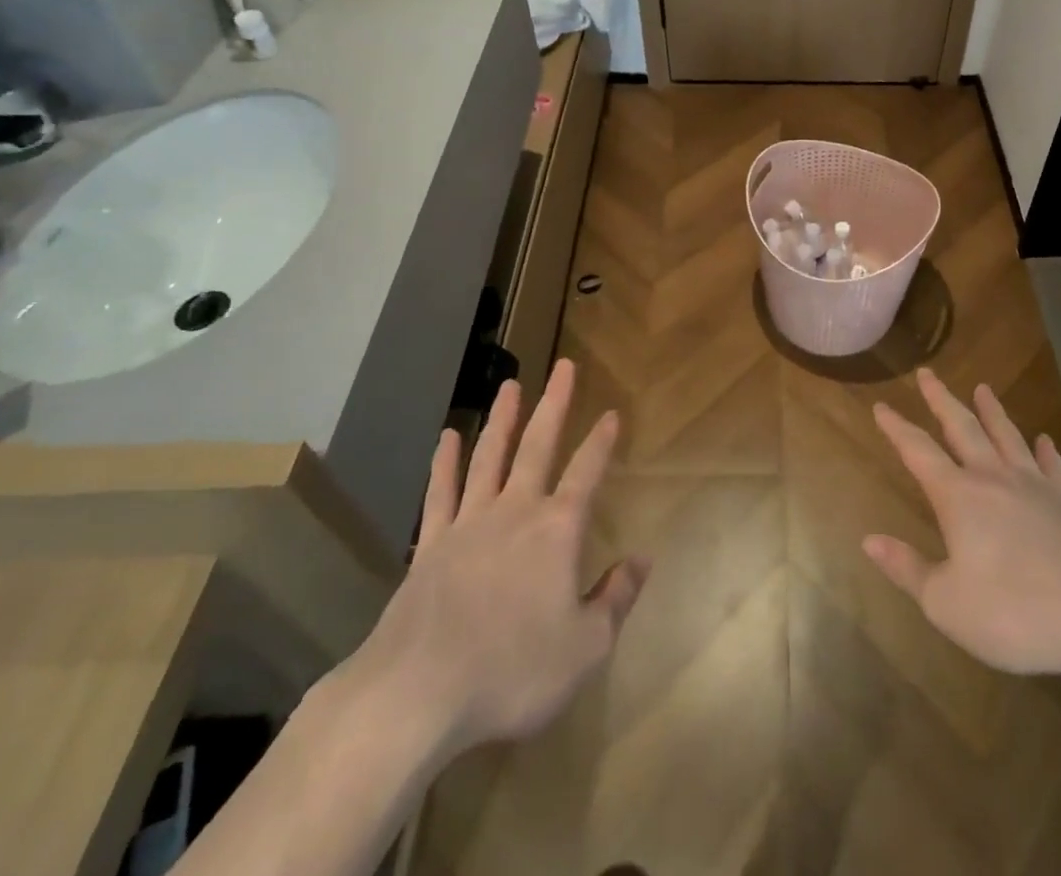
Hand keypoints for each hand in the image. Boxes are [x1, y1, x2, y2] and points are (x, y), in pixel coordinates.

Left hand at [328, 360, 647, 764]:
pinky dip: (445, 462)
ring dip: (503, 418)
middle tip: (563, 366)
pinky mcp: (430, 546)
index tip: (611, 413)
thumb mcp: (586, 647)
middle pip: (538, 445)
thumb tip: (642, 559)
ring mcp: (468, 524)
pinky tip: (448, 437)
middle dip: (554, 403)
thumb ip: (617, 598)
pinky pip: (440, 493)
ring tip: (510, 385)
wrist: (418, 694)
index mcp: (557, 530)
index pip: (587, 472)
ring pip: (489, 457)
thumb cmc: (513, 671)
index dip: (601, 442)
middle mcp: (515, 511)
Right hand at [863, 370, 1060, 694]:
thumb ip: (908, 569)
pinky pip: (1053, 467)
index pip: (918, 451)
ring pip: (1007, 437)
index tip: (881, 405)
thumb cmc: (1017, 613)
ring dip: (992, 412)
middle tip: (927, 374)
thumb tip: (869, 539)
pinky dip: (1046, 451)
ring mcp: (1037, 488)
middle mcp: (995, 479)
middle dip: (941, 400)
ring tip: (983, 388)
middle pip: (962, 428)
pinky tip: (1044, 440)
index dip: (897, 428)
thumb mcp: (948, 604)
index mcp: (959, 497)